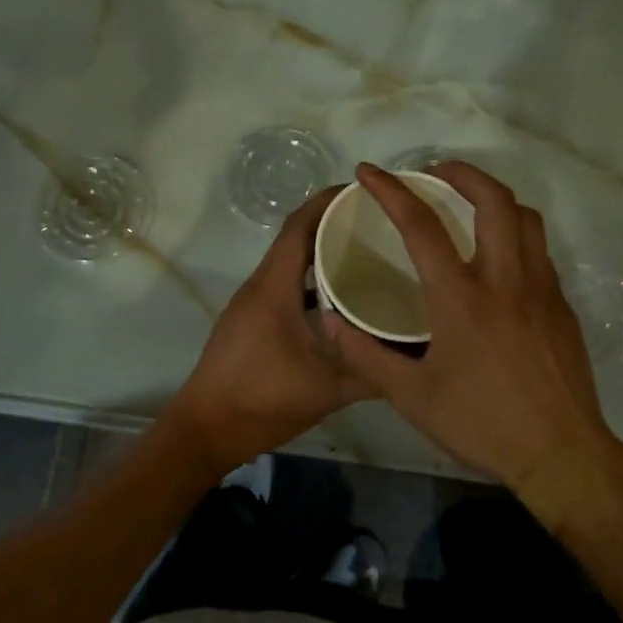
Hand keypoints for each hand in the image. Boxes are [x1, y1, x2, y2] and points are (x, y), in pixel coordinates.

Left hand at [161, 186, 372, 474]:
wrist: (206, 430)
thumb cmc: (263, 401)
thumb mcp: (327, 390)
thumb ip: (372, 372)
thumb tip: (416, 359)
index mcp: (274, 287)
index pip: (298, 226)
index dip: (326, 202)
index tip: (362, 192)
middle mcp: (259, 285)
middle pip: (294, 239)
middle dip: (331, 224)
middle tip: (376, 224)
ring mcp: (251, 303)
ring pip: (288, 264)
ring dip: (319, 253)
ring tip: (365, 256)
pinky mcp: (250, 321)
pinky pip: (283, 285)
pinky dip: (308, 281)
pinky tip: (337, 300)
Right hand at [321, 162, 617, 488]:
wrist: (563, 455)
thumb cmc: (482, 423)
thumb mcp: (410, 397)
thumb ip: (365, 355)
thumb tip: (330, 321)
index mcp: (461, 297)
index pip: (421, 226)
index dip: (391, 191)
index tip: (370, 172)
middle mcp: (505, 280)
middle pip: (493, 200)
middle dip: (462, 172)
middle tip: (434, 171)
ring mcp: (541, 289)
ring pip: (525, 219)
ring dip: (494, 198)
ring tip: (468, 204)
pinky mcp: (562, 307)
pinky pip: (539, 252)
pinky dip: (514, 235)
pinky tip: (496, 260)